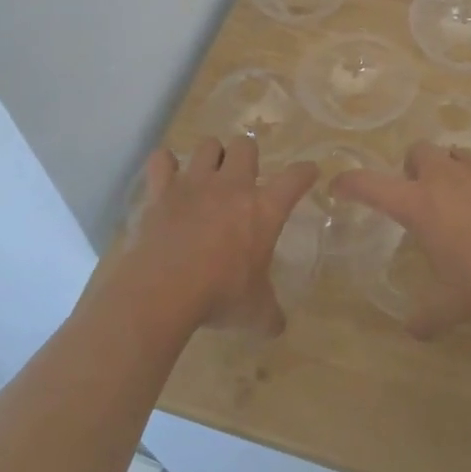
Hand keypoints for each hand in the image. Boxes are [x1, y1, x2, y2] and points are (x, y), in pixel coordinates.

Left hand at [103, 138, 316, 335]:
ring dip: (211, 156)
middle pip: (246, 145)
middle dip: (247, 156)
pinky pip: (162, 159)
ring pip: (207, 145)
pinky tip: (168, 178)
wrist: (165, 290)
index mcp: (264, 210)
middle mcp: (232, 186)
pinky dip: (165, 165)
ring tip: (208, 175)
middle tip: (243, 178)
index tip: (308, 172)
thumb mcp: (256, 313)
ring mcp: (194, 184)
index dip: (305, 172)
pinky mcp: (162, 190)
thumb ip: (270, 314)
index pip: (295, 178)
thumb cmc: (220, 297)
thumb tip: (277, 326)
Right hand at [330, 143, 470, 337]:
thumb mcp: (454, 304)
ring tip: (456, 202)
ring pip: (452, 154)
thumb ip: (426, 317)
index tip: (337, 185)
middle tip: (418, 198)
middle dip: (409, 169)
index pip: (370, 184)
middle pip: (415, 152)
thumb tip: (412, 332)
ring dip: (446, 170)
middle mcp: (444, 177)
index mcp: (419, 203)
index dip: (349, 182)